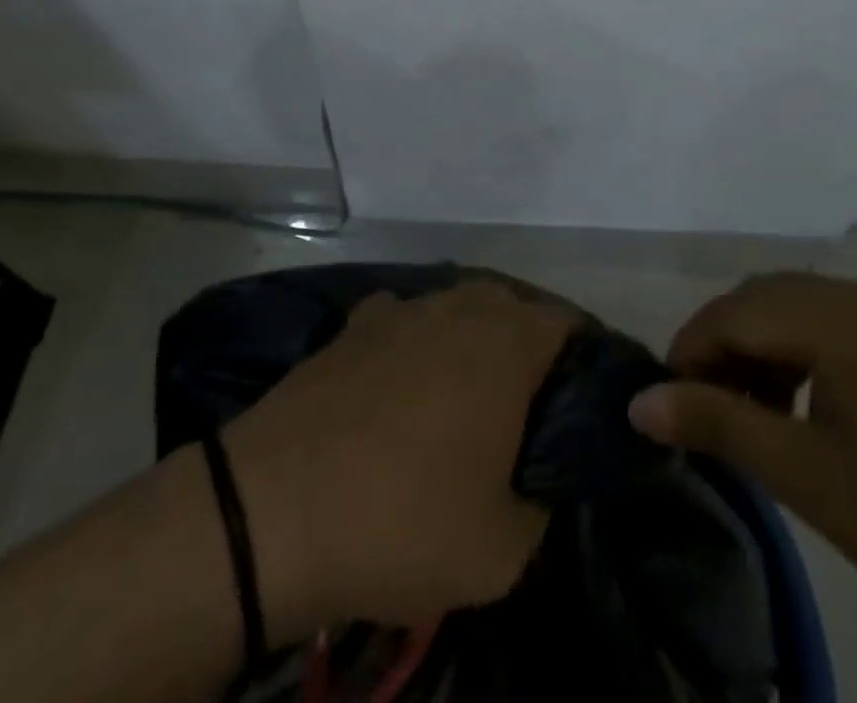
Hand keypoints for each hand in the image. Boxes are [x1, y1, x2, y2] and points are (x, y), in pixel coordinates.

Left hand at [220, 281, 575, 642]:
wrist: (274, 508)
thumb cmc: (404, 521)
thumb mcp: (502, 549)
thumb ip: (540, 504)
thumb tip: (536, 478)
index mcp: (506, 343)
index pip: (566, 325)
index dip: (582, 360)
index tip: (579, 403)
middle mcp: (457, 307)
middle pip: (510, 308)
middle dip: (526, 347)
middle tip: (524, 408)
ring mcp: (401, 309)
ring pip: (455, 308)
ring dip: (470, 340)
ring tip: (463, 397)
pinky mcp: (353, 325)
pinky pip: (403, 321)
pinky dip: (414, 342)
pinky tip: (400, 384)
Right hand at [627, 273, 856, 643]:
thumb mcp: (811, 479)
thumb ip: (720, 427)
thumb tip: (639, 402)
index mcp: (834, 315)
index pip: (730, 312)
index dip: (689, 353)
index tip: (672, 407)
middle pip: (761, 300)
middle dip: (723, 349)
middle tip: (709, 414)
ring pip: (798, 310)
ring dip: (762, 351)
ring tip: (756, 418)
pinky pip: (837, 325)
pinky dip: (803, 355)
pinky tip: (811, 411)